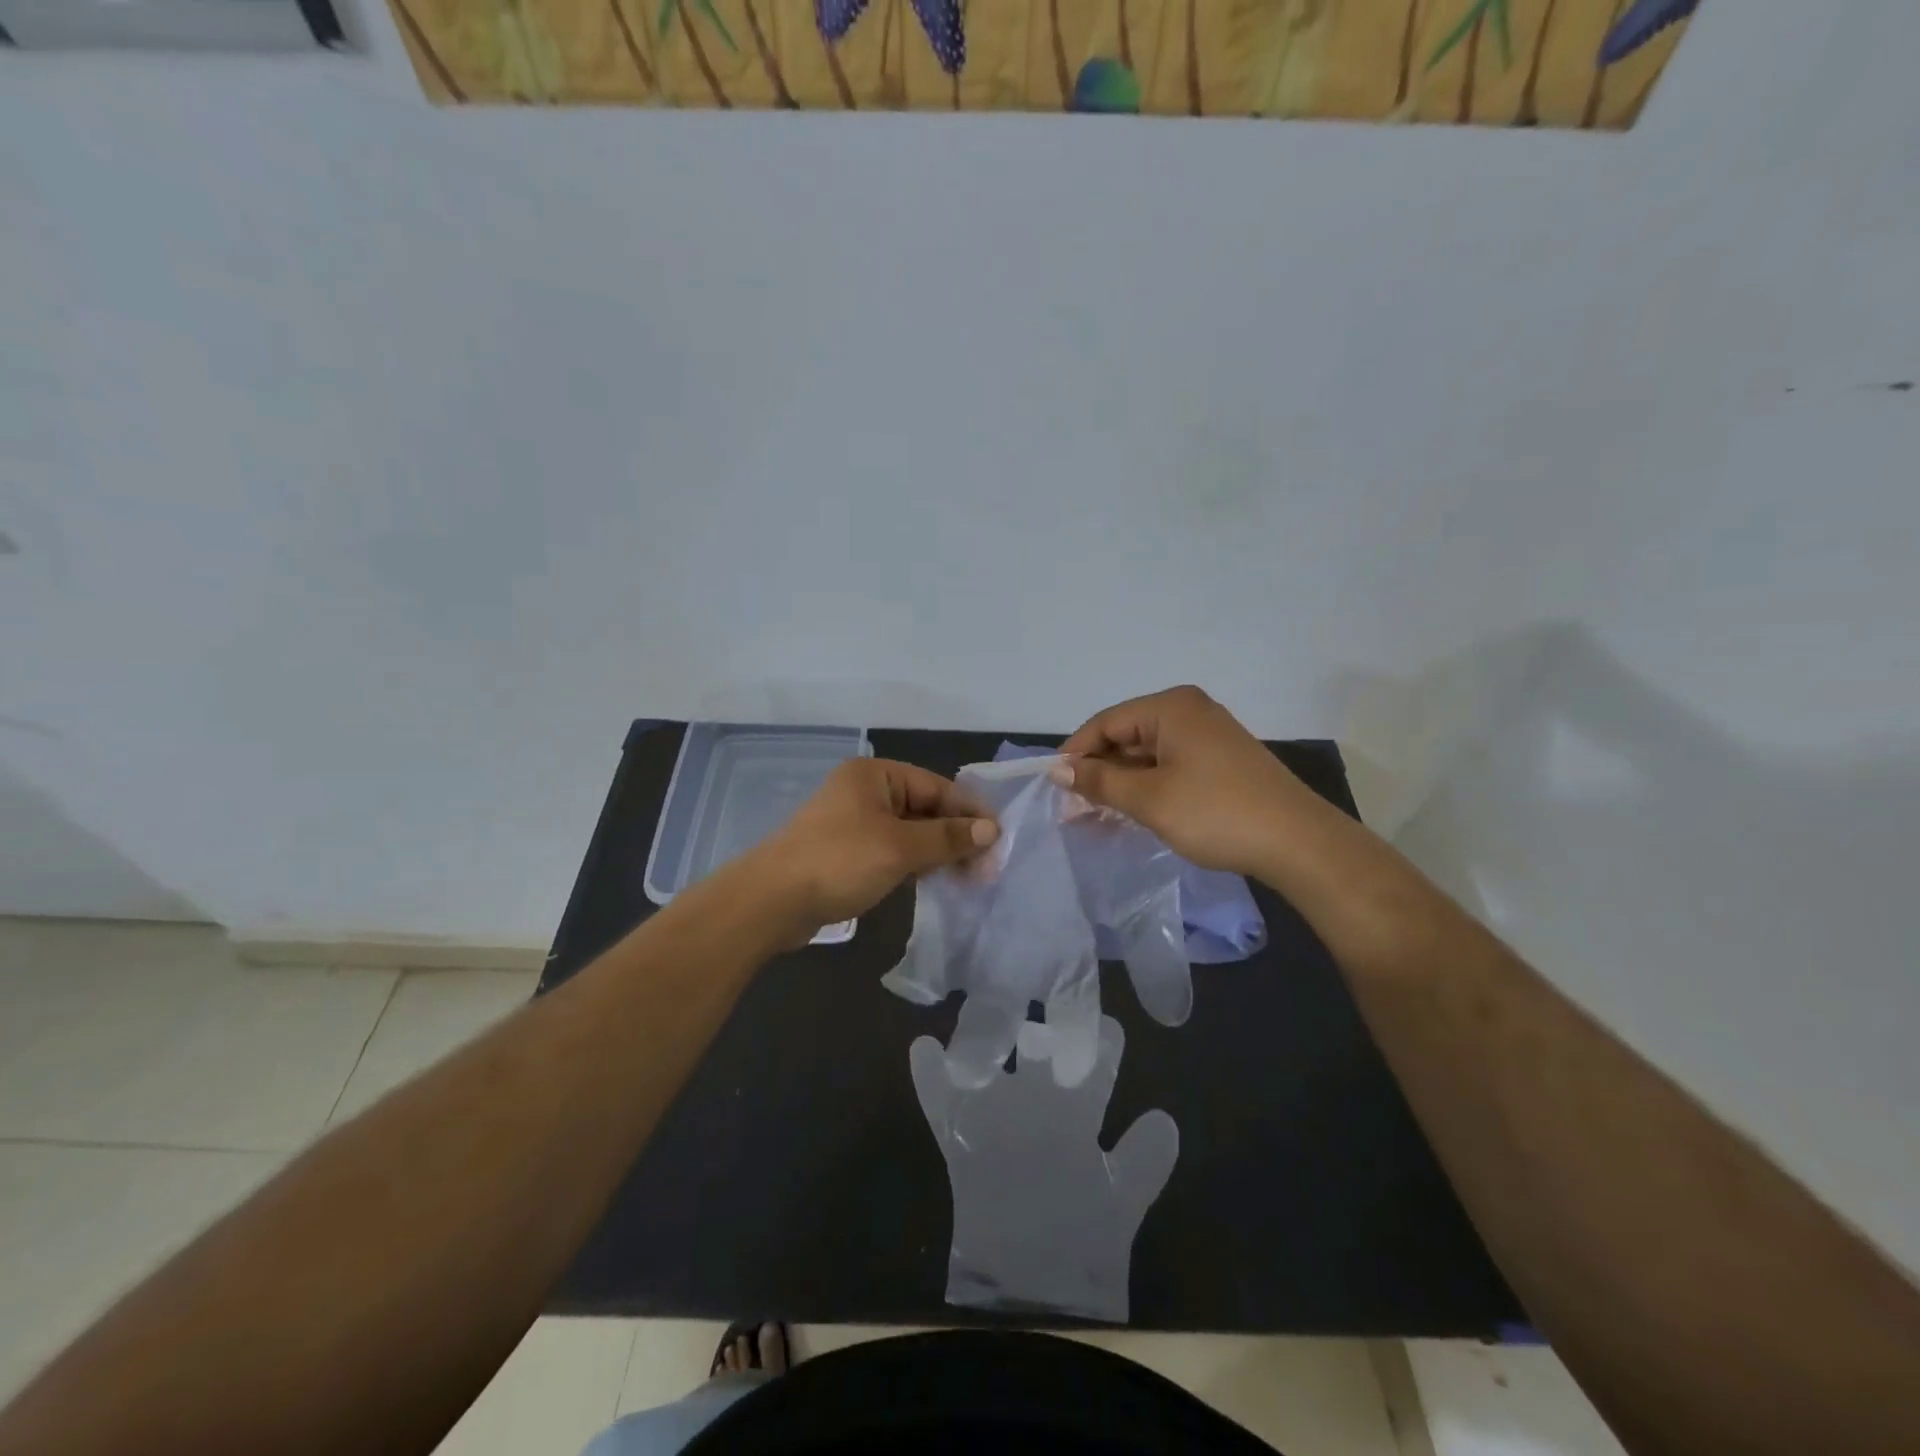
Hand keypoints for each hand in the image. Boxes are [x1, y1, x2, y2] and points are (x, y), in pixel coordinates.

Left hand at [749, 758, 998, 939]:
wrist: (771, 901)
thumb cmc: (839, 861)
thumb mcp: (900, 847)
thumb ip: (947, 837)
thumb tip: (991, 830)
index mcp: (875, 775)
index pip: (937, 787)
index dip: (969, 813)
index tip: (999, 840)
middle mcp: (865, 792)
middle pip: (925, 809)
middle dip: (956, 836)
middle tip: (987, 868)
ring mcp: (854, 822)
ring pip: (910, 832)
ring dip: (938, 852)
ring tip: (968, 879)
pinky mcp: (847, 852)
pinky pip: (892, 850)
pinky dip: (915, 863)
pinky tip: (935, 881)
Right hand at [1056, 685, 1313, 877]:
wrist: (1298, 843)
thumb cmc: (1215, 813)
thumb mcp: (1149, 799)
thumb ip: (1100, 781)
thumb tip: (1059, 770)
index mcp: (1171, 707)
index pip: (1106, 722)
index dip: (1076, 753)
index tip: (1054, 787)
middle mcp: (1189, 712)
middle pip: (1126, 736)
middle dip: (1098, 771)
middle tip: (1073, 808)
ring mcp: (1208, 736)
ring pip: (1147, 754)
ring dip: (1121, 783)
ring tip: (1097, 815)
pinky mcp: (1221, 761)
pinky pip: (1170, 766)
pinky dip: (1148, 787)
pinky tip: (1133, 812)